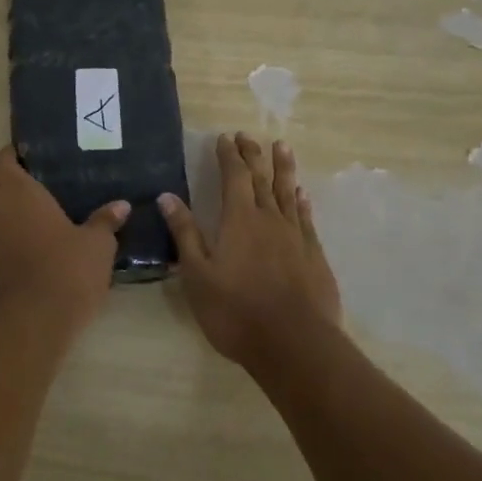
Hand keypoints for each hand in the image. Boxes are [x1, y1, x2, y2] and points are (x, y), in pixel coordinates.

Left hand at [0, 146, 126, 335]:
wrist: (32, 322)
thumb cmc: (66, 272)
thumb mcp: (97, 245)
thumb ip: (105, 221)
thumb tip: (121, 205)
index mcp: (18, 191)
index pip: (2, 159)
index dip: (12, 153)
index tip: (32, 153)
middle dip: (2, 171)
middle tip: (32, 173)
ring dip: (0, 199)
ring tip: (33, 202)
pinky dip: (2, 224)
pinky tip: (29, 233)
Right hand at [159, 133, 340, 366]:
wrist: (294, 345)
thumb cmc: (236, 311)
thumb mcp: (197, 274)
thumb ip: (185, 233)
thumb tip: (167, 196)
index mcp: (239, 220)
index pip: (234, 176)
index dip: (228, 155)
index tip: (224, 138)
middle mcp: (269, 219)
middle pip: (261, 178)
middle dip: (252, 155)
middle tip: (247, 136)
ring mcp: (295, 236)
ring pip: (288, 192)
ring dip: (283, 168)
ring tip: (281, 147)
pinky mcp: (314, 255)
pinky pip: (306, 218)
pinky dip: (301, 201)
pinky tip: (301, 195)